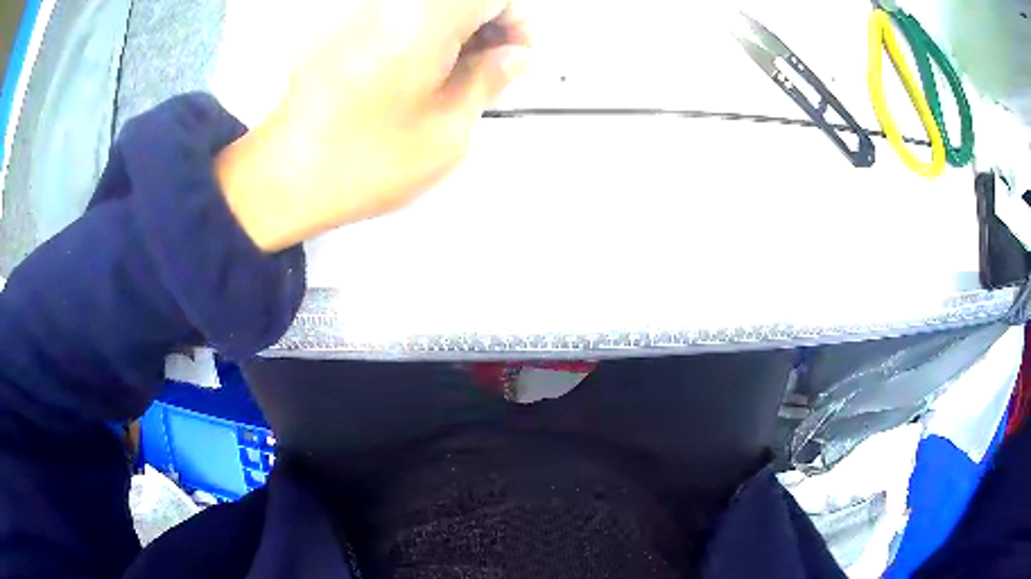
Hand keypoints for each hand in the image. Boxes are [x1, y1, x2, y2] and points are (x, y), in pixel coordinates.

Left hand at [216, 0, 530, 251]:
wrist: (283, 176)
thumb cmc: (366, 158)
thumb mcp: (449, 127)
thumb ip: (490, 78)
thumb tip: (516, 54)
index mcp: (427, 17)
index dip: (517, 22)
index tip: (518, 59)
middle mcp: (393, 4)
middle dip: (490, 26)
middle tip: (493, 73)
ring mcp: (363, 14)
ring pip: (432, 8)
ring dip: (458, 33)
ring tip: (458, 81)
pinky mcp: (343, 30)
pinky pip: (400, 18)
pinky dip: (425, 38)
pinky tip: (422, 77)